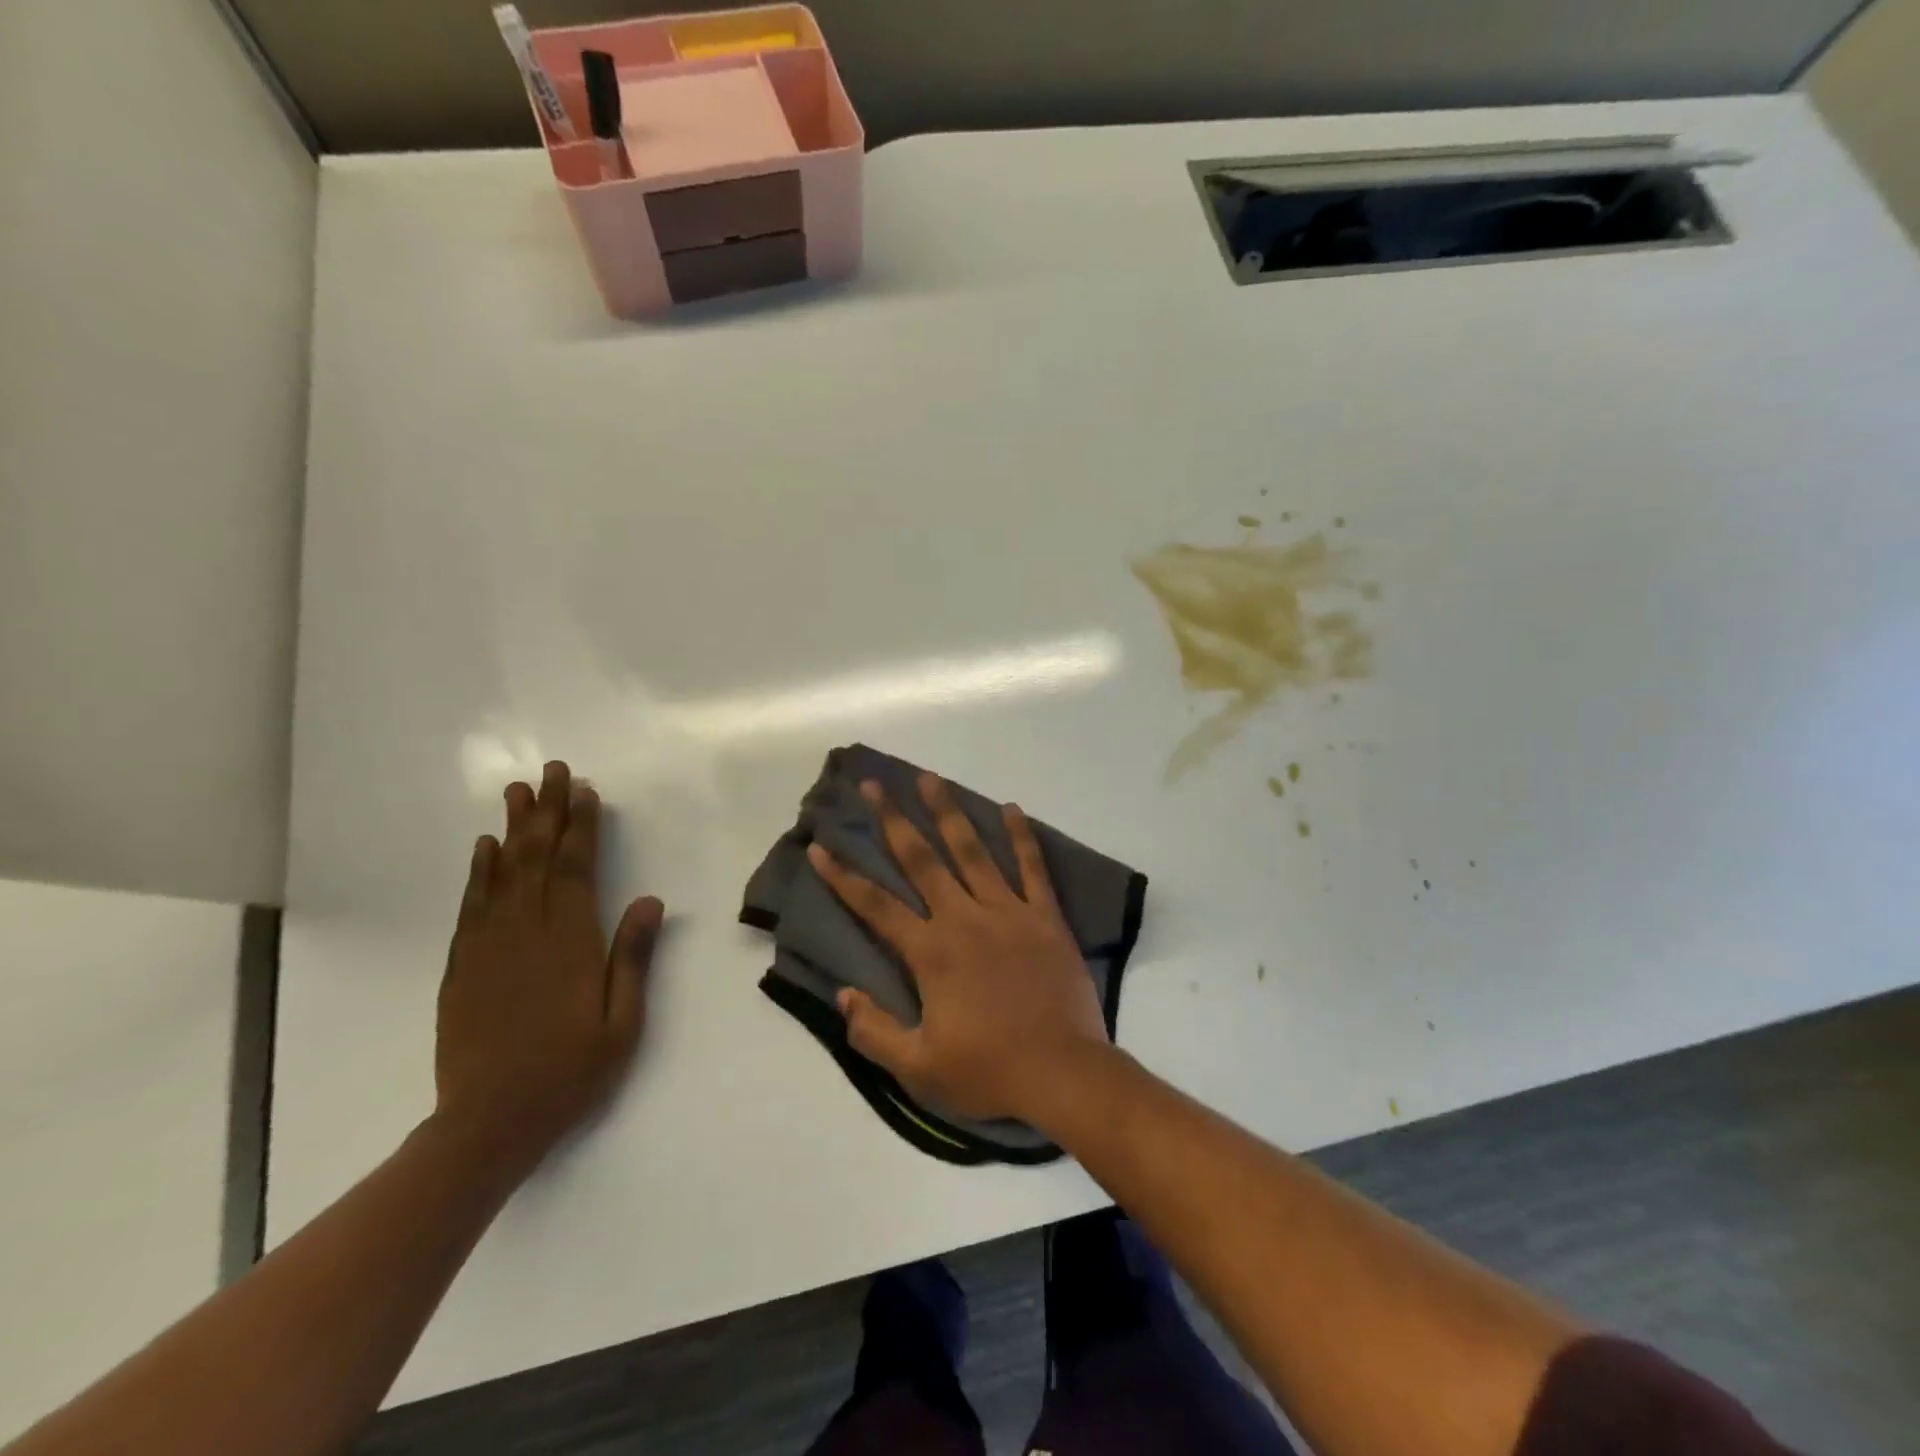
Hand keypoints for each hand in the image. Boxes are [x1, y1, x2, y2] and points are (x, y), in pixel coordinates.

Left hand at [434, 760, 662, 1179]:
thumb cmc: (569, 1073)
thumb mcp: (622, 1022)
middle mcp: (526, 932)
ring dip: (512, 829)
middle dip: (548, 812)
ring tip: (518, 791)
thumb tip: (649, 900)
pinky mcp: (461, 965)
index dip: (582, 827)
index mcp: (569, 943)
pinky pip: (471, 905)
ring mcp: (488, 946)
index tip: (585, 792)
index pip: (577, 869)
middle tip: (552, 771)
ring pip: (501, 873)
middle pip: (538, 858)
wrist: (488, 1123)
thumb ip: (633, 957)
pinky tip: (484, 848)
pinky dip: (478, 871)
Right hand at [807, 773, 1109, 1124]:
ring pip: (973, 850)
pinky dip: (1022, 837)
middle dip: (894, 819)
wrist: (1063, 1074)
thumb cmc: (988, 1072)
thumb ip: (873, 1030)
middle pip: (921, 859)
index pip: (875, 906)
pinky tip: (1011, 808)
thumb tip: (842, 994)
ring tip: (930, 778)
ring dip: (949, 812)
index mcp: (930, 952)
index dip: (842, 877)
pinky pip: (1032, 868)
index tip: (819, 846)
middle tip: (875, 784)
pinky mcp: (1045, 917)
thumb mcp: (918, 1068)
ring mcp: (1008, 912)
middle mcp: (964, 919)